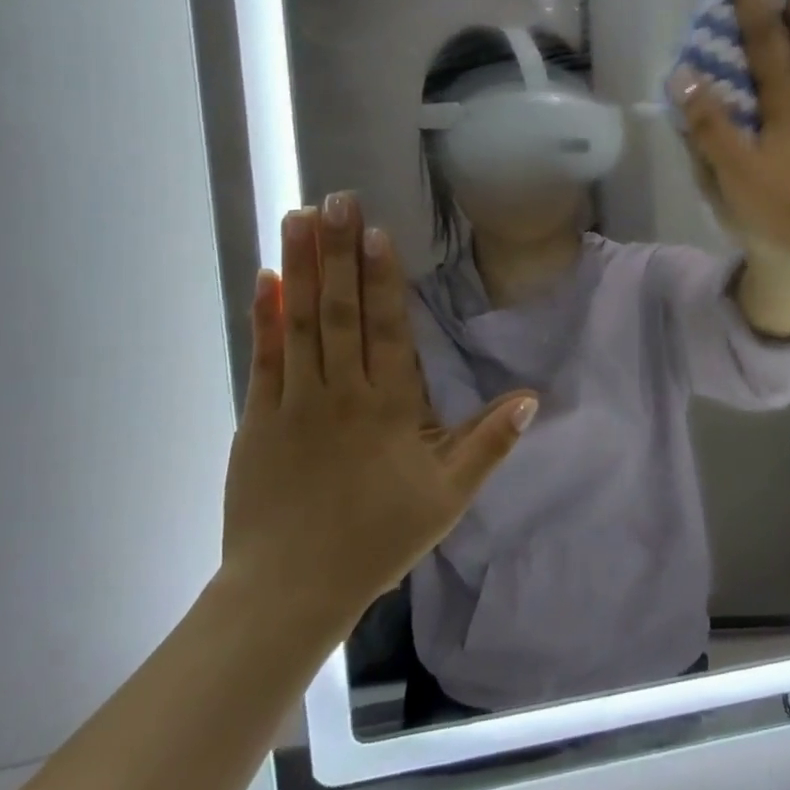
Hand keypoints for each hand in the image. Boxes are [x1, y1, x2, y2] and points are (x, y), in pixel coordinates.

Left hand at [220, 193, 536, 625]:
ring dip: (302, 267)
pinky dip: (265, 316)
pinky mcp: (258, 418)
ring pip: (301, 322)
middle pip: (341, 310)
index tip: (376, 231)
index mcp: (390, 406)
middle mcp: (342, 392)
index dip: (382, 277)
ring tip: (300, 217)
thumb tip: (532, 397)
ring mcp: (295, 402)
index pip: (387, 328)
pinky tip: (266, 279)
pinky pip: (264, 358)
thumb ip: (489, 443)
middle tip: (336, 200)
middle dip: (340, 252)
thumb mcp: (450, 496)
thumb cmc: (378, 537)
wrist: (291, 589)